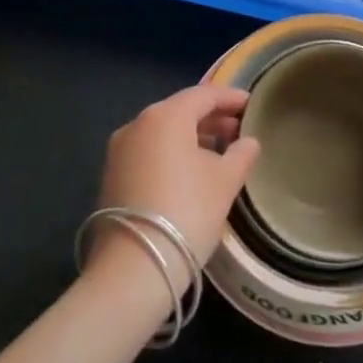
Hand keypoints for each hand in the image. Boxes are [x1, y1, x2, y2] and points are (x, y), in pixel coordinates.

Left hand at [92, 85, 259, 282]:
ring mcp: (120, 150)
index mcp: (166, 116)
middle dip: (211, 117)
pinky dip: (171, 152)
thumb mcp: (224, 182)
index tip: (251, 103)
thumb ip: (241, 155)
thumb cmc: (187, 211)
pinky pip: (149, 151)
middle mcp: (138, 124)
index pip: (203, 95)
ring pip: (163, 132)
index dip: (230, 97)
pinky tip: (190, 171)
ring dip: (191, 136)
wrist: (133, 267)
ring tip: (218, 151)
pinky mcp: (112, 176)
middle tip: (238, 129)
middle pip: (180, 111)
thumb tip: (249, 142)